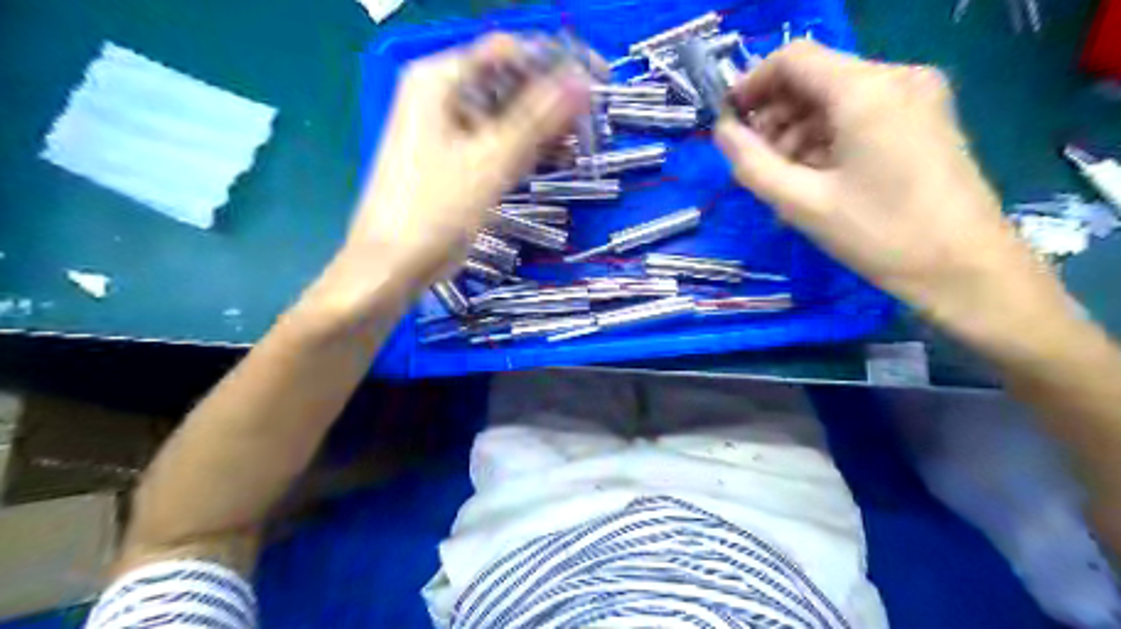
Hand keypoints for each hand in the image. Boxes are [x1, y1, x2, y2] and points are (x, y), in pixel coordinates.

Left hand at [349, 35, 594, 283]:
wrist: (391, 266)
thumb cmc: (433, 211)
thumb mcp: (490, 162)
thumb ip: (537, 119)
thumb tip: (582, 81)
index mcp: (438, 80)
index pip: (507, 52)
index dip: (555, 63)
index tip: (594, 83)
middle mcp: (439, 96)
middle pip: (507, 83)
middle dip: (549, 101)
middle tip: (590, 125)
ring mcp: (445, 129)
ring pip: (504, 115)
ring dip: (541, 128)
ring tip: (578, 146)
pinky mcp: (453, 159)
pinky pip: (496, 141)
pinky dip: (523, 149)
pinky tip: (552, 160)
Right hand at [714, 42, 1060, 339]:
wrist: (965, 269)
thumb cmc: (880, 234)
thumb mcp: (802, 203)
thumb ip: (752, 163)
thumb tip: (721, 131)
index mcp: (866, 90)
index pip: (793, 59)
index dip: (752, 84)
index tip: (728, 122)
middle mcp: (896, 78)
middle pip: (815, 78)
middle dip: (775, 116)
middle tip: (756, 163)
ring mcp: (917, 97)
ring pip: (836, 99)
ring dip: (799, 133)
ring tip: (784, 180)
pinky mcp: (924, 120)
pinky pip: (860, 116)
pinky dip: (827, 140)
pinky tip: (816, 179)